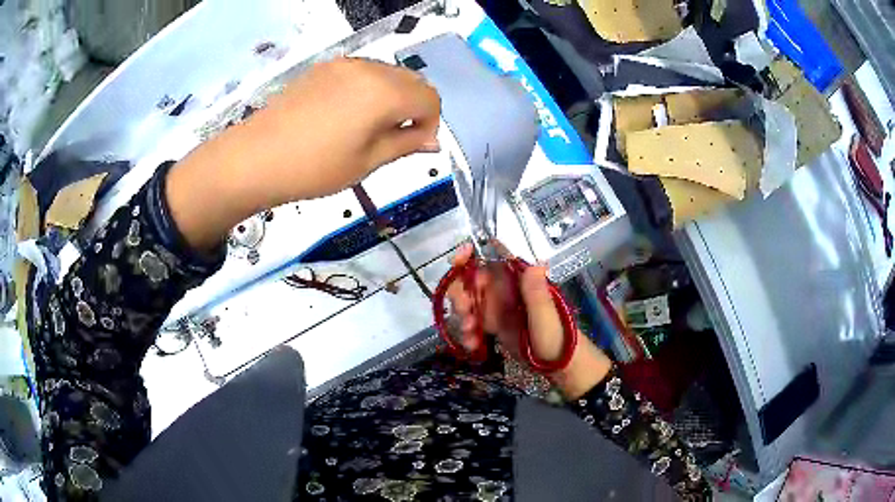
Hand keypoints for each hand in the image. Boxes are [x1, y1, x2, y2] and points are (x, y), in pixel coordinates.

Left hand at [166, 58, 440, 250]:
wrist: (255, 158)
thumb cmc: (314, 168)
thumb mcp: (366, 162)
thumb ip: (405, 145)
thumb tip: (432, 141)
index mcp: (384, 92)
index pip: (429, 99)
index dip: (430, 124)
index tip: (414, 146)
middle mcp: (369, 69)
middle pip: (412, 81)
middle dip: (414, 108)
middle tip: (394, 138)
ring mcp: (344, 65)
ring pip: (388, 74)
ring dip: (392, 97)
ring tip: (368, 128)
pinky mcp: (324, 68)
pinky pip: (362, 73)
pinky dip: (369, 90)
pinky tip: (347, 115)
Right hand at [446, 244, 612, 398]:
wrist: (560, 364)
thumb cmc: (557, 337)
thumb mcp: (546, 317)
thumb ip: (536, 294)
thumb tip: (534, 263)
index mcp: (518, 281)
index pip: (492, 258)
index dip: (471, 254)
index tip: (456, 261)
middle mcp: (505, 290)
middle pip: (472, 281)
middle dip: (461, 294)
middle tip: (464, 313)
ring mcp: (498, 308)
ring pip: (469, 302)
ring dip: (463, 316)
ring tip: (470, 334)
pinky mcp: (494, 325)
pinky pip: (473, 323)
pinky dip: (468, 333)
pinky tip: (473, 345)